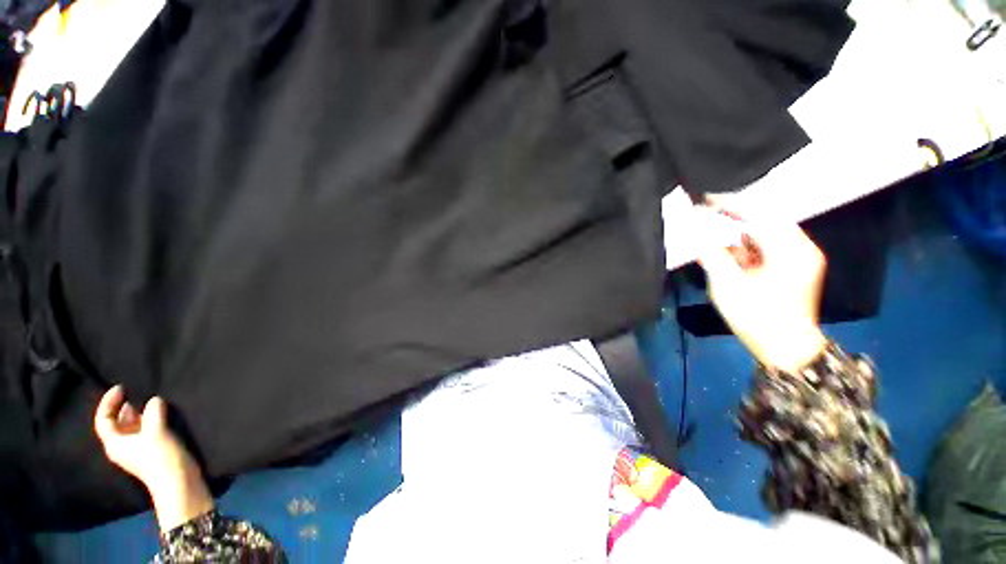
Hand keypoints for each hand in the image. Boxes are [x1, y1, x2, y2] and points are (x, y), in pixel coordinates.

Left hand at [94, 385, 212, 531]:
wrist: (178, 481)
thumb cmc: (159, 458)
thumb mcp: (156, 432)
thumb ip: (153, 413)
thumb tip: (154, 400)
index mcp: (115, 443)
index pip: (104, 420)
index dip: (109, 402)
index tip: (122, 387)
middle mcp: (122, 445)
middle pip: (117, 422)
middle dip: (125, 406)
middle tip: (137, 390)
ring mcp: (138, 448)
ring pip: (133, 425)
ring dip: (140, 412)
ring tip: (151, 399)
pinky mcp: (152, 448)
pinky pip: (145, 429)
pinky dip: (150, 419)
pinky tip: (161, 413)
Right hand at [694, 209, 826, 371]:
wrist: (786, 349)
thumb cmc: (757, 317)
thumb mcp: (728, 285)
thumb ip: (711, 254)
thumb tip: (696, 231)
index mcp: (790, 250)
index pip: (759, 215)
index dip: (730, 205)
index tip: (705, 199)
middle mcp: (801, 248)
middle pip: (764, 221)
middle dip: (734, 219)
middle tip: (707, 217)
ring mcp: (801, 258)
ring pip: (766, 234)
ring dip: (740, 235)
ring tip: (718, 242)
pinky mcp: (796, 267)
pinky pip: (769, 247)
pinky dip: (748, 248)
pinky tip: (733, 256)